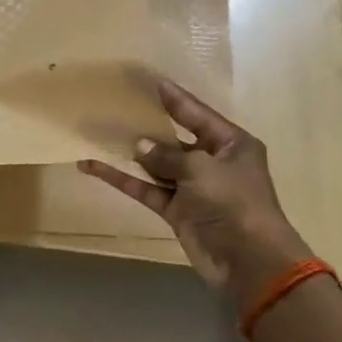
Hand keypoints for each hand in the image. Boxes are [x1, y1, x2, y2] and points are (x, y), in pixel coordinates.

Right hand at [80, 80, 314, 307]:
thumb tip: (140, 148)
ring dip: (131, 154)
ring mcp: (193, 187)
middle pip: (175, 138)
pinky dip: (123, 179)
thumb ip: (167, 155)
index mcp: (231, 144)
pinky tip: (95, 167)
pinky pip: (146, 188)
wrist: (247, 260)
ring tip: (100, 133)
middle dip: (148, 126)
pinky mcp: (176, 210)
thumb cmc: (233, 202)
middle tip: (120, 105)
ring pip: (156, 165)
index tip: (152, 81)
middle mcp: (212, 162)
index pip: (198, 114)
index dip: (175, 99)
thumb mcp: (201, 169)